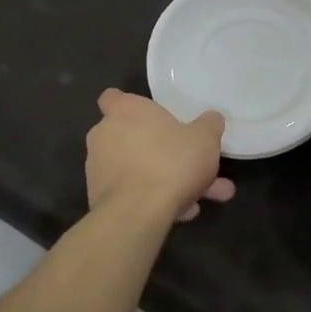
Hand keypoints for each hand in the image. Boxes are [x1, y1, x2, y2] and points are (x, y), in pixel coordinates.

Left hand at [85, 90, 234, 223]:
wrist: (138, 212)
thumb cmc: (171, 161)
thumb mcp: (205, 138)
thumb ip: (209, 125)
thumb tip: (211, 119)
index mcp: (126, 111)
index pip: (113, 98)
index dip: (130, 106)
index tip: (151, 117)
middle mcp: (105, 135)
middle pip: (133, 137)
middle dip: (163, 152)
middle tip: (192, 165)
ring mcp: (99, 168)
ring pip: (139, 169)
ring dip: (166, 180)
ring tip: (200, 200)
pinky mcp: (99, 197)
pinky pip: (134, 192)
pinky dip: (154, 199)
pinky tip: (183, 213)